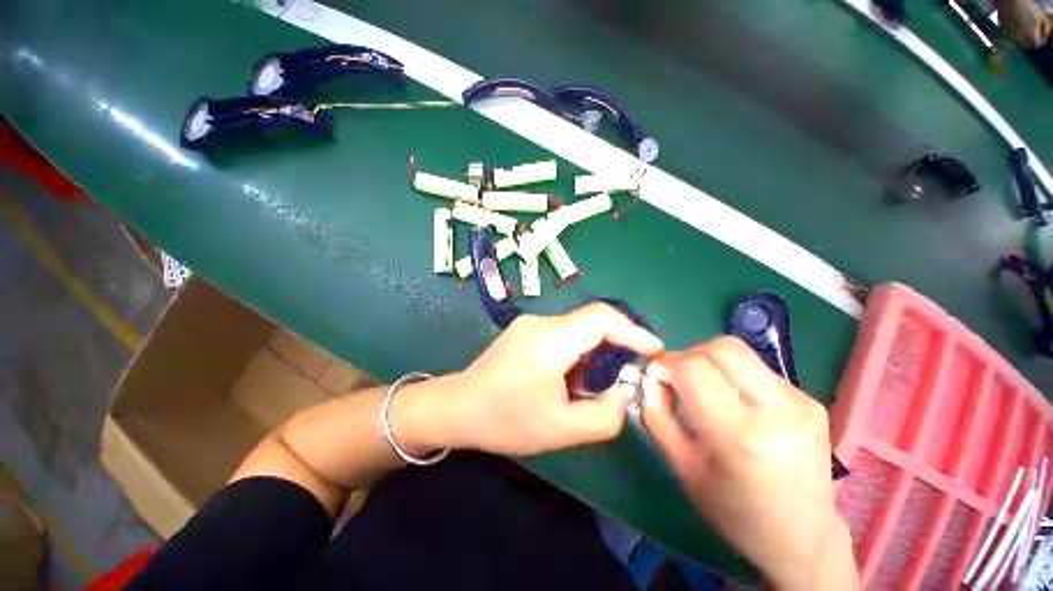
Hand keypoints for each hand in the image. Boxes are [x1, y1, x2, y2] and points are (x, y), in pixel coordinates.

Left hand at [437, 302, 663, 455]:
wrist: (458, 406)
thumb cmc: (506, 421)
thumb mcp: (561, 430)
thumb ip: (605, 415)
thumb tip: (623, 391)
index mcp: (549, 341)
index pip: (601, 319)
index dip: (632, 331)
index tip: (653, 349)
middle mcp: (540, 322)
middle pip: (591, 322)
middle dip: (614, 346)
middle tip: (620, 377)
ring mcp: (530, 322)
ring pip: (577, 328)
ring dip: (592, 353)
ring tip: (584, 386)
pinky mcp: (525, 328)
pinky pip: (562, 333)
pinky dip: (576, 352)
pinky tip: (565, 378)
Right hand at [641, 337, 856, 589]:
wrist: (802, 537)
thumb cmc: (732, 509)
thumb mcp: (682, 467)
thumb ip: (657, 415)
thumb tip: (649, 377)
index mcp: (740, 435)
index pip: (693, 368)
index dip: (666, 363)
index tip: (655, 374)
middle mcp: (777, 410)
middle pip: (721, 348)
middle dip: (688, 355)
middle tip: (677, 376)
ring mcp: (801, 402)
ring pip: (739, 352)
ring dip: (709, 360)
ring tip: (702, 386)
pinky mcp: (810, 400)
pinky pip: (757, 368)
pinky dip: (732, 373)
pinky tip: (731, 399)